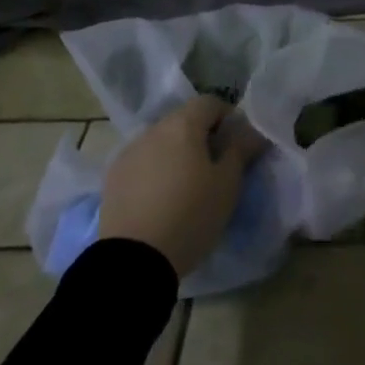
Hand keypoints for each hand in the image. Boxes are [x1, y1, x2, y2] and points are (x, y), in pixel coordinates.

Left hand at [99, 96, 267, 277]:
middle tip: (215, 167)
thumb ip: (240, 149)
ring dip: (176, 153)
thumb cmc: (190, 216)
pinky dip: (155, 170)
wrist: (133, 261)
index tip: (236, 144)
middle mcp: (152, 130)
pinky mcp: (112, 178)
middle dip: (202, 136)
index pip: (210, 102)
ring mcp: (128, 153)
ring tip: (186, 185)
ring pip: (161, 142)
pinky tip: (160, 199)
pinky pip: (142, 162)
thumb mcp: (227, 184)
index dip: (227, 117)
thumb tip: (251, 130)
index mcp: (182, 125)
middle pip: (183, 120)